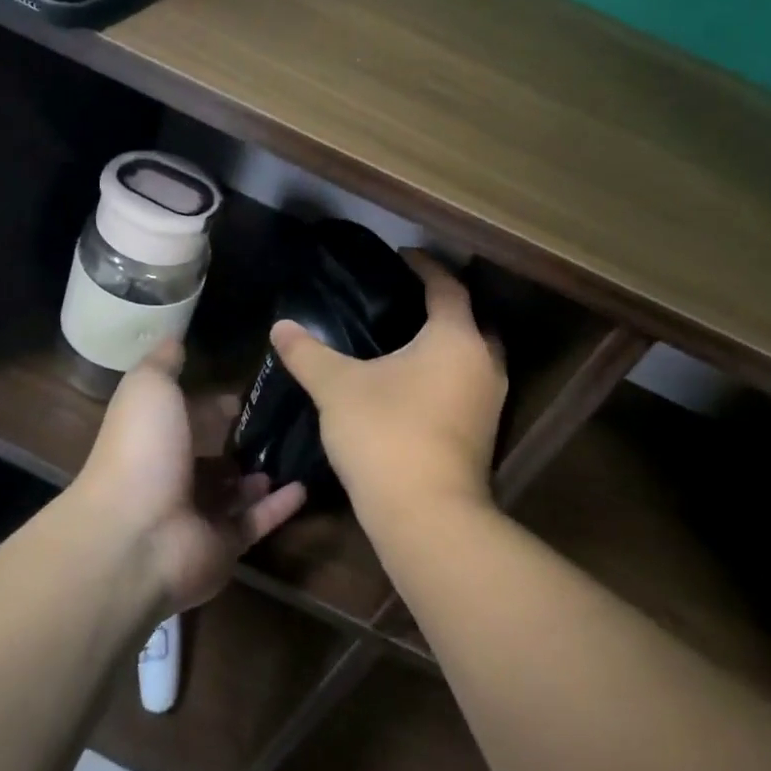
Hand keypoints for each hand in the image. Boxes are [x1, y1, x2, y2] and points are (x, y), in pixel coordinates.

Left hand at [78, 340, 306, 613]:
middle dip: (242, 442)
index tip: (248, 394)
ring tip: (298, 450)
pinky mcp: (223, 547)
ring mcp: (198, 516)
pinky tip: (304, 485)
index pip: (189, 420)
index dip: (214, 406)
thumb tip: (174, 337)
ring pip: (236, 493)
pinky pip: (256, 523)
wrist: (136, 535)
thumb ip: (164, 363)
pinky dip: (279, 506)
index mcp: (155, 440)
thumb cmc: (142, 451)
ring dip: (261, 474)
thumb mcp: (149, 388)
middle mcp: (174, 478)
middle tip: (285, 422)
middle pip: (213, 459)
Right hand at [270, 252, 506, 530]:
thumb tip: (280, 327)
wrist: (426, 514)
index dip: (425, 267)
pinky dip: (449, 373)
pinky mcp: (485, 433)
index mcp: (455, 337)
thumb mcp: (338, 387)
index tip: (402, 256)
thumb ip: (309, 353)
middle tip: (408, 298)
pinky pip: (469, 385)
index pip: (447, 287)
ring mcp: (490, 401)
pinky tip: (417, 384)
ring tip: (409, 339)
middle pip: (471, 320)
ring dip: (449, 342)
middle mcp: (483, 362)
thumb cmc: (385, 433)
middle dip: (445, 304)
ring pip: (474, 355)